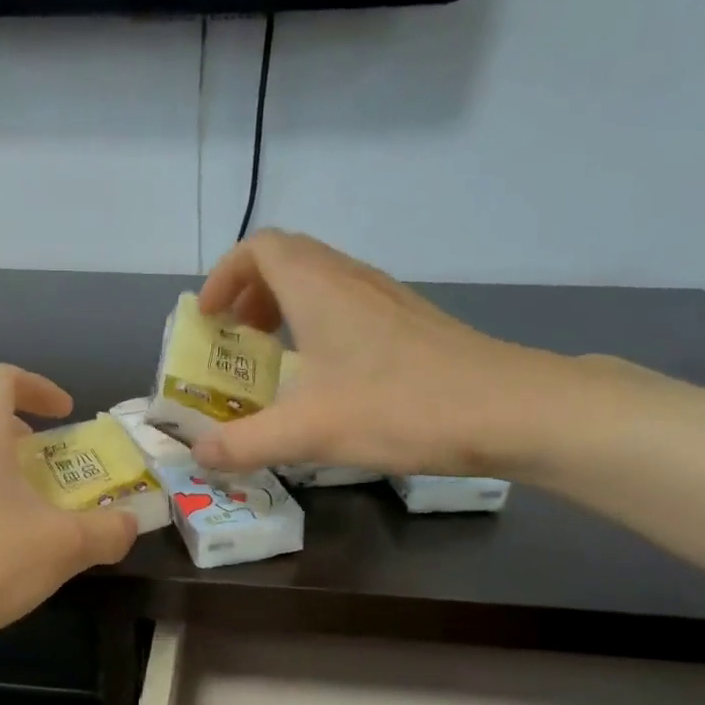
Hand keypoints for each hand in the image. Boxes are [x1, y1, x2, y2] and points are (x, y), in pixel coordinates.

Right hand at [191, 230, 611, 479]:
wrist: (505, 408)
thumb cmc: (398, 408)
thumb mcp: (307, 432)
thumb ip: (244, 443)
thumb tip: (199, 455)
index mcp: (318, 287)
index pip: (259, 249)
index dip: (224, 276)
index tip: (208, 319)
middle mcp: (351, 280)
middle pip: (288, 261)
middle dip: (250, 296)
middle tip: (234, 342)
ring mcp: (386, 300)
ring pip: (320, 285)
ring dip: (285, 312)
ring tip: (271, 362)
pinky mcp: (409, 327)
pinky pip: (346, 310)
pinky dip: (317, 330)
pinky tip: (323, 381)